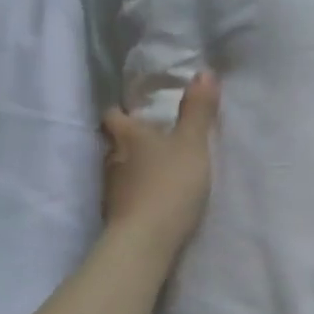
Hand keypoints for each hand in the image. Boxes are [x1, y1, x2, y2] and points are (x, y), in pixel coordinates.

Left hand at [102, 71, 219, 258]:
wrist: (146, 241)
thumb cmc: (169, 184)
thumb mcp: (193, 144)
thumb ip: (198, 111)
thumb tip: (203, 71)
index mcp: (127, 135)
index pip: (112, 115)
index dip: (121, 111)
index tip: (134, 111)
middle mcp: (112, 158)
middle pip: (114, 142)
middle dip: (129, 140)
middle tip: (153, 140)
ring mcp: (110, 189)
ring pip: (118, 169)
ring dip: (133, 167)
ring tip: (156, 170)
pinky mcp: (115, 216)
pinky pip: (124, 195)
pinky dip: (135, 192)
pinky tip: (152, 198)